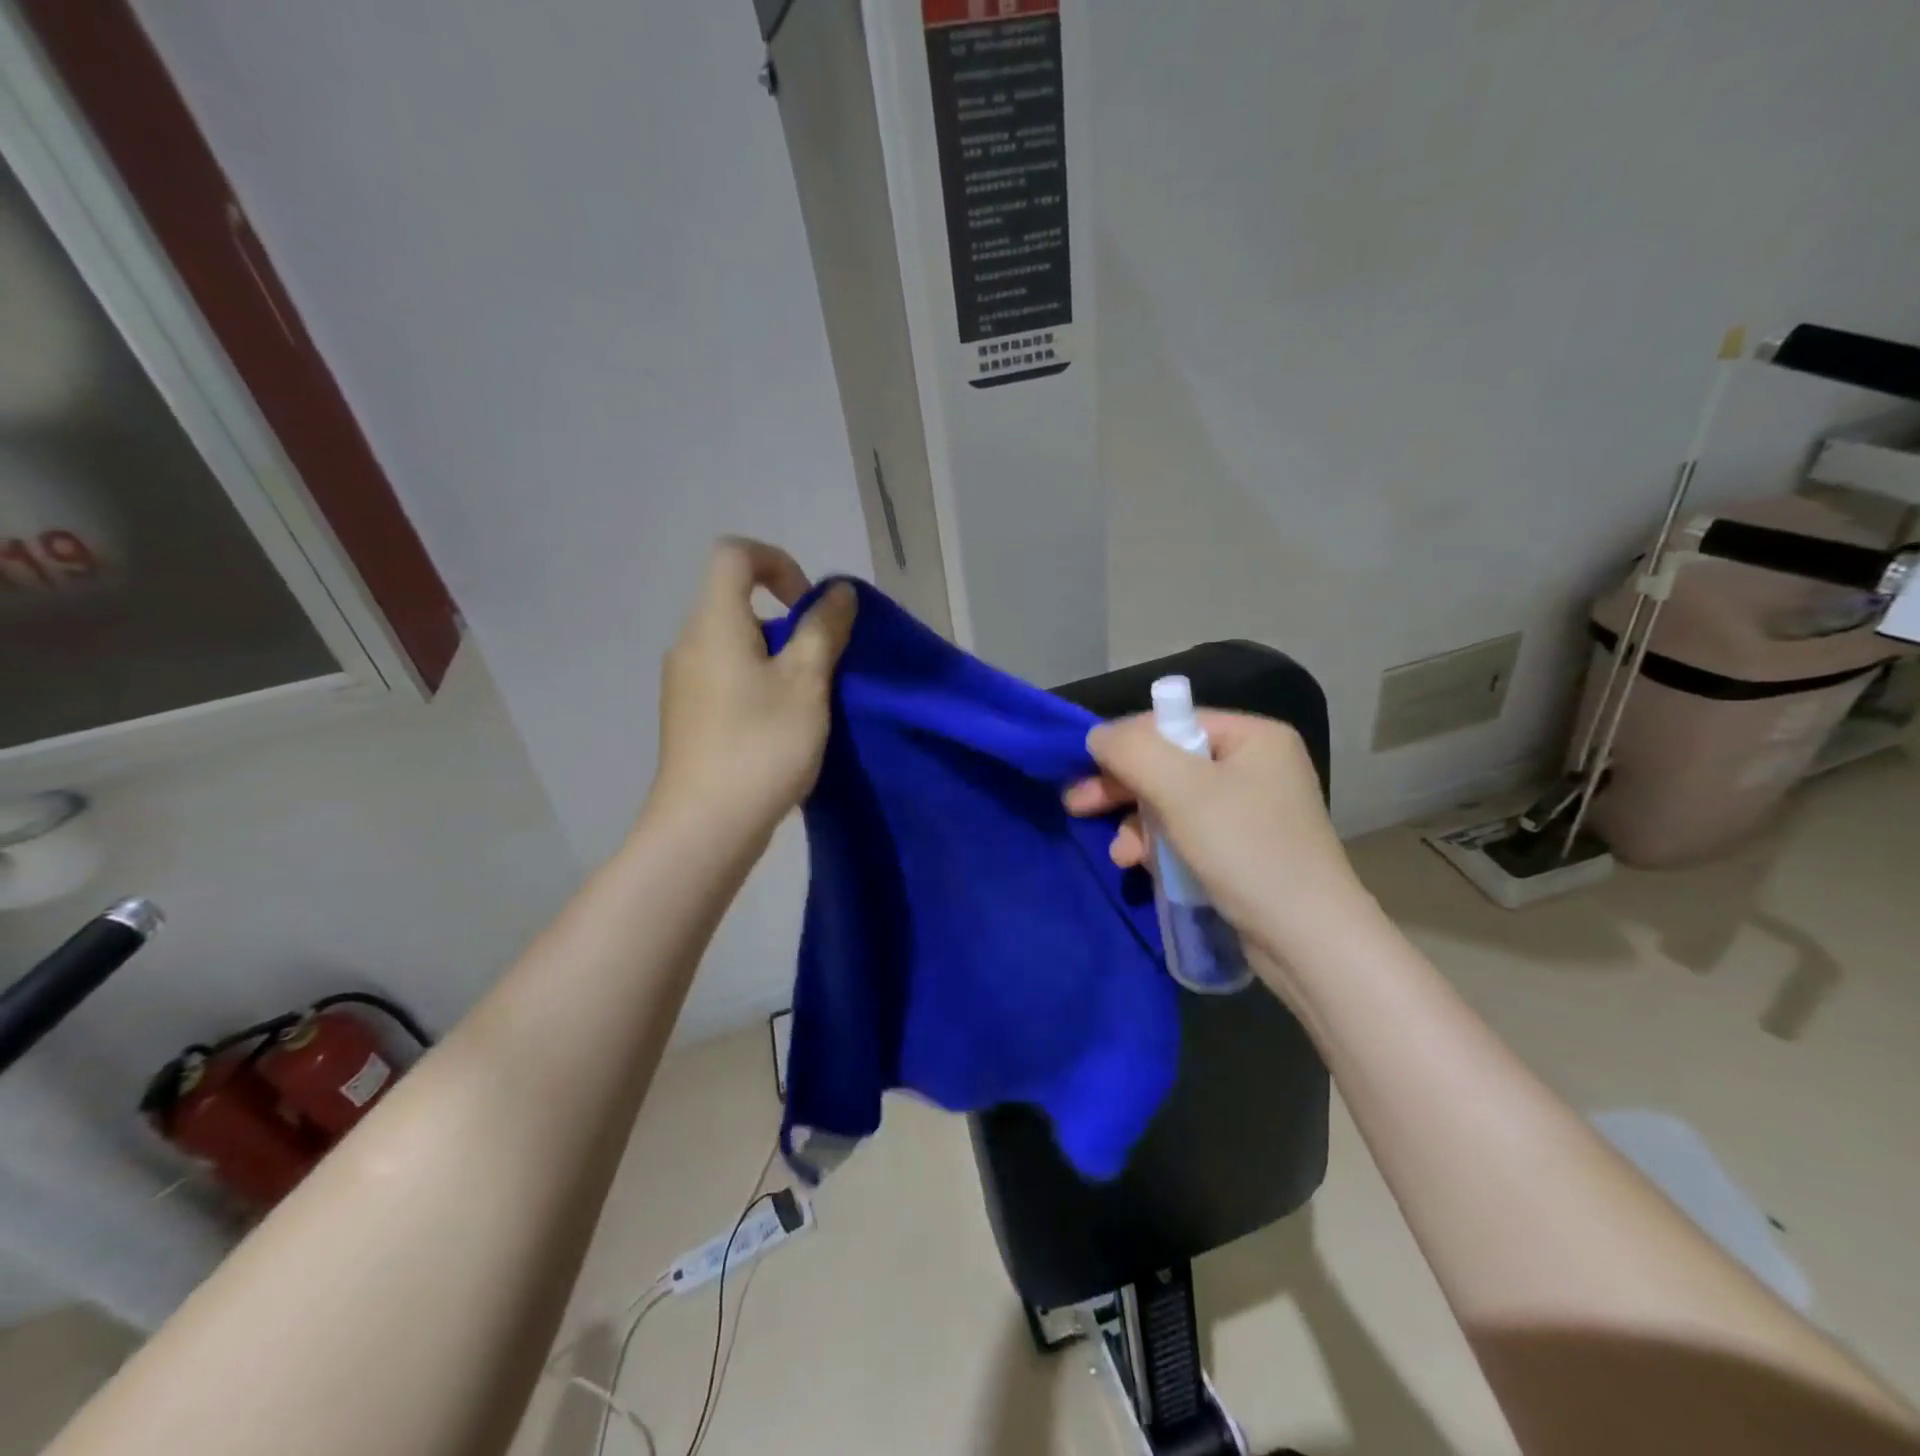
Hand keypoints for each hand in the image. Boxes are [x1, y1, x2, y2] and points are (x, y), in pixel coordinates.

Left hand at [650, 538, 855, 836]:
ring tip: (807, 699)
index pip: (734, 554)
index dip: (778, 562)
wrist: (706, 826)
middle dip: (787, 620)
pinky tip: (782, 725)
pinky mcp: (688, 715)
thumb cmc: (761, 745)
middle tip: (820, 662)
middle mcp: (690, 643)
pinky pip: (727, 676)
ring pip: (735, 643)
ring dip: (776, 655)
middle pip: (737, 601)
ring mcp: (684, 682)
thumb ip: (824, 629)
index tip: (810, 607)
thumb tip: (838, 593)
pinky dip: (758, 681)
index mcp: (714, 623)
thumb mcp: (807, 682)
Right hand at [1063, 712, 1371, 986]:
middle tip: (1076, 804)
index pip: (1173, 722)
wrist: (1308, 940)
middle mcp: (1255, 766)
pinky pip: (1186, 834)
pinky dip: (1158, 847)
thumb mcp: (1181, 790)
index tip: (1084, 769)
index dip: (1126, 744)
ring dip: (1136, 824)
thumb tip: (1097, 734)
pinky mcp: (1242, 851)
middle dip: (1122, 788)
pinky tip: (1138, 865)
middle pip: (1169, 764)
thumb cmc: (1246, 850)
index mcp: (1254, 737)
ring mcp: (1250, 811)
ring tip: (1119, 854)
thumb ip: (1132, 751)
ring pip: (1171, 803)